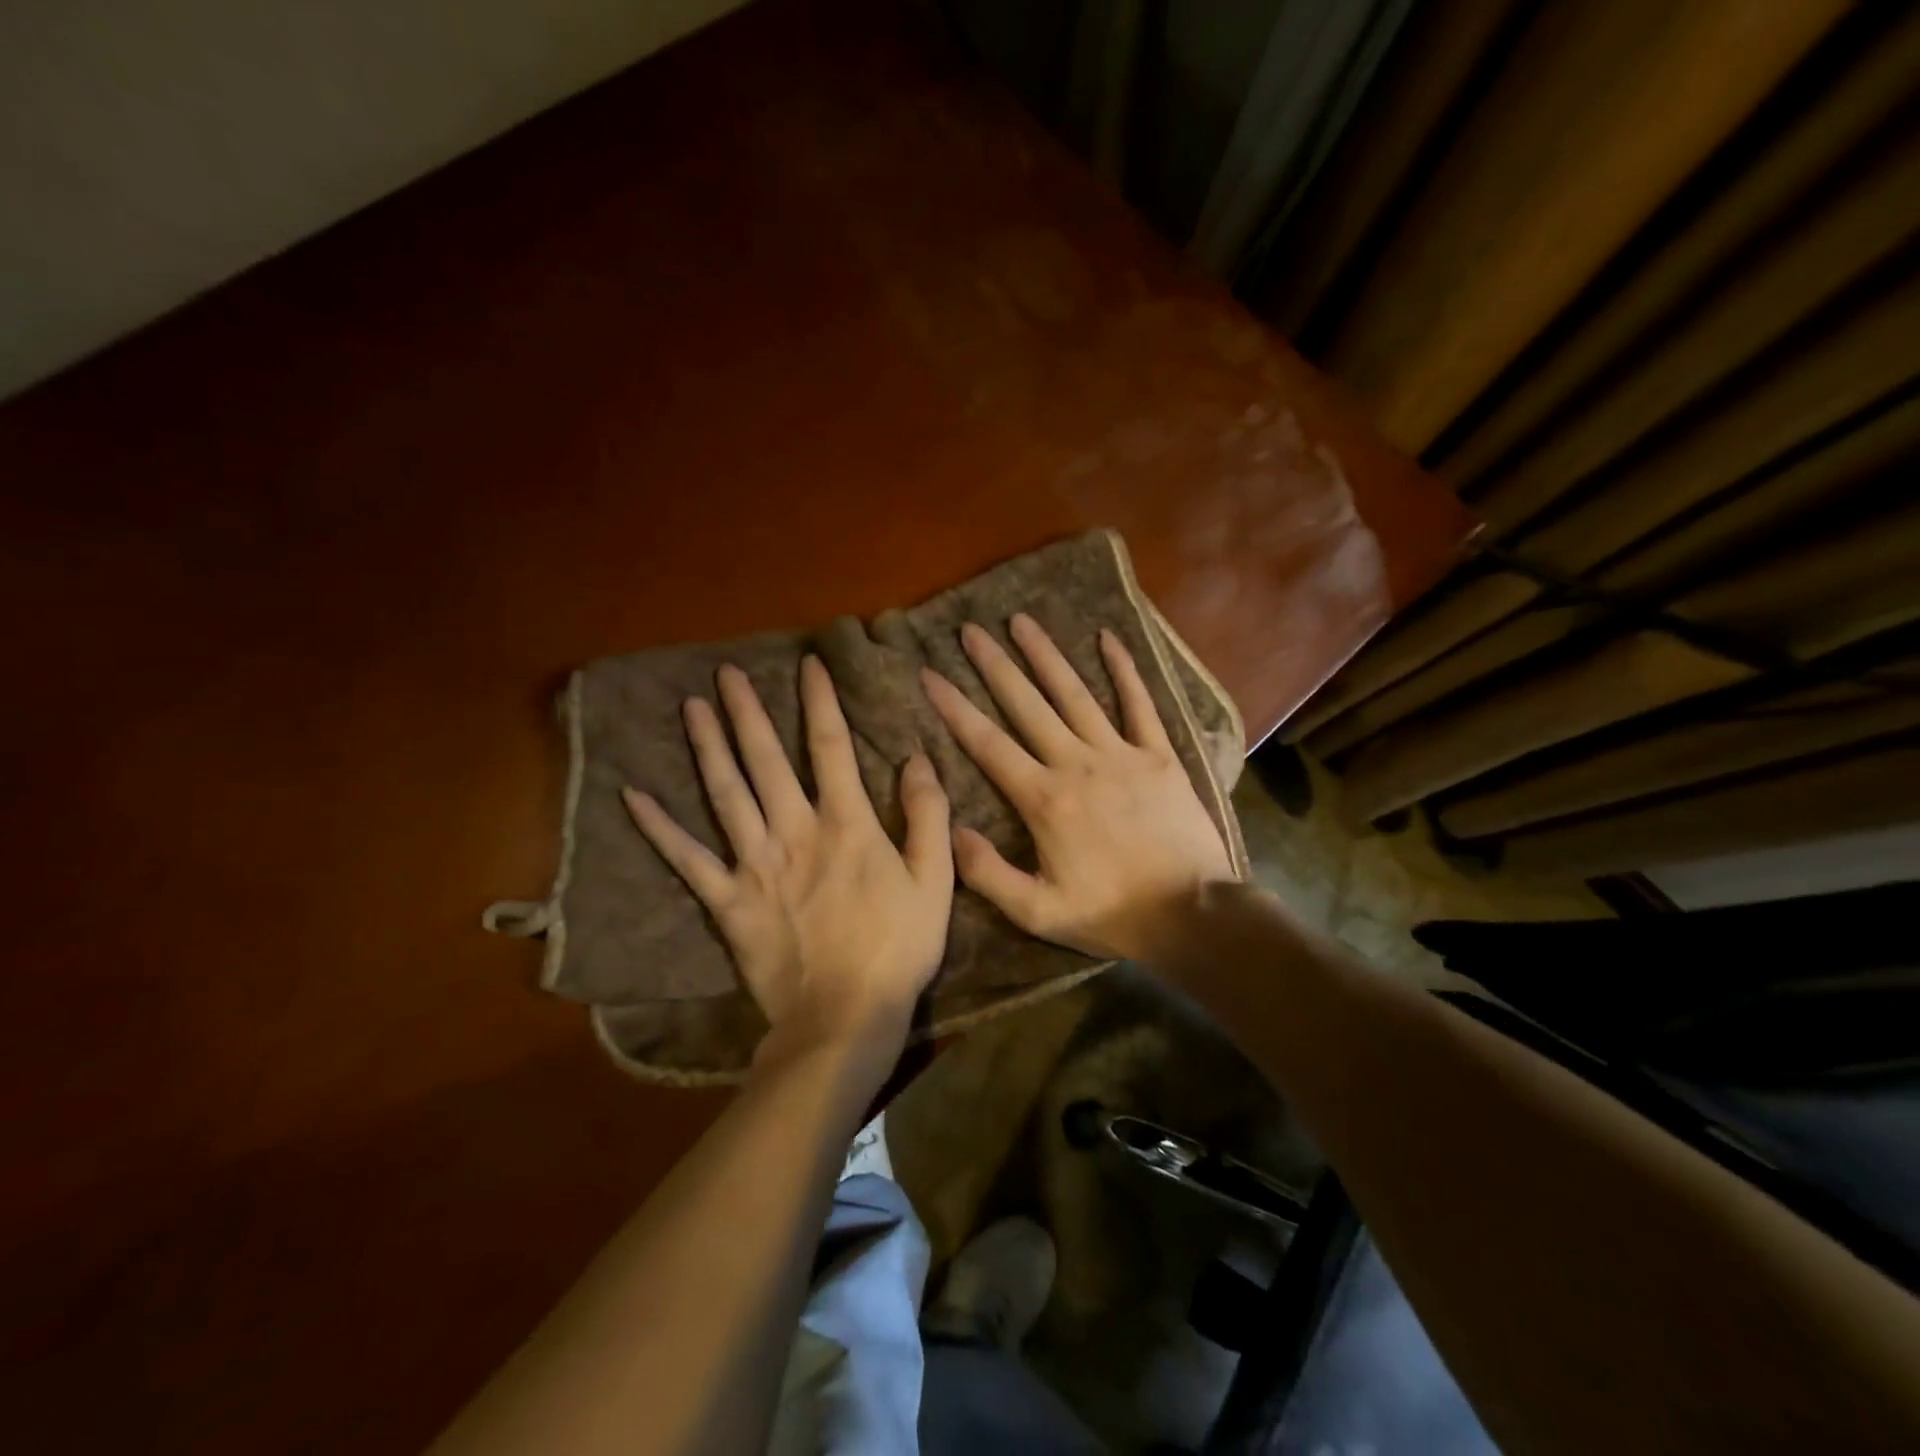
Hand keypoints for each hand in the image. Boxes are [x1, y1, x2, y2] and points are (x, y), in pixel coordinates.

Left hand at [622, 656, 953, 1056]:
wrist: (843, 1015)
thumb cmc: (897, 947)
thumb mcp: (934, 879)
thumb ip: (928, 815)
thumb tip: (917, 758)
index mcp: (846, 824)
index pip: (831, 747)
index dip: (820, 702)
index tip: (808, 666)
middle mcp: (794, 831)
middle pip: (766, 760)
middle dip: (748, 713)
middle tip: (727, 674)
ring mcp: (754, 865)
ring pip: (726, 794)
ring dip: (708, 748)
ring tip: (692, 708)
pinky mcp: (727, 901)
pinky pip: (687, 859)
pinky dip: (659, 827)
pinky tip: (634, 795)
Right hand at [920, 613, 1235, 962]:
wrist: (1192, 914)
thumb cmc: (1112, 915)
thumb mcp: (1038, 912)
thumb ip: (988, 873)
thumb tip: (951, 830)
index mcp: (1043, 799)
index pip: (988, 744)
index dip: (955, 707)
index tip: (930, 674)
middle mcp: (1077, 764)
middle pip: (1027, 705)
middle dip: (995, 666)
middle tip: (970, 630)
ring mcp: (1121, 754)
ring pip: (1075, 694)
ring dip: (1046, 656)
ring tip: (1021, 621)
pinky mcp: (1159, 755)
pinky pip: (1139, 704)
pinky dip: (1124, 670)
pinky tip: (1107, 638)